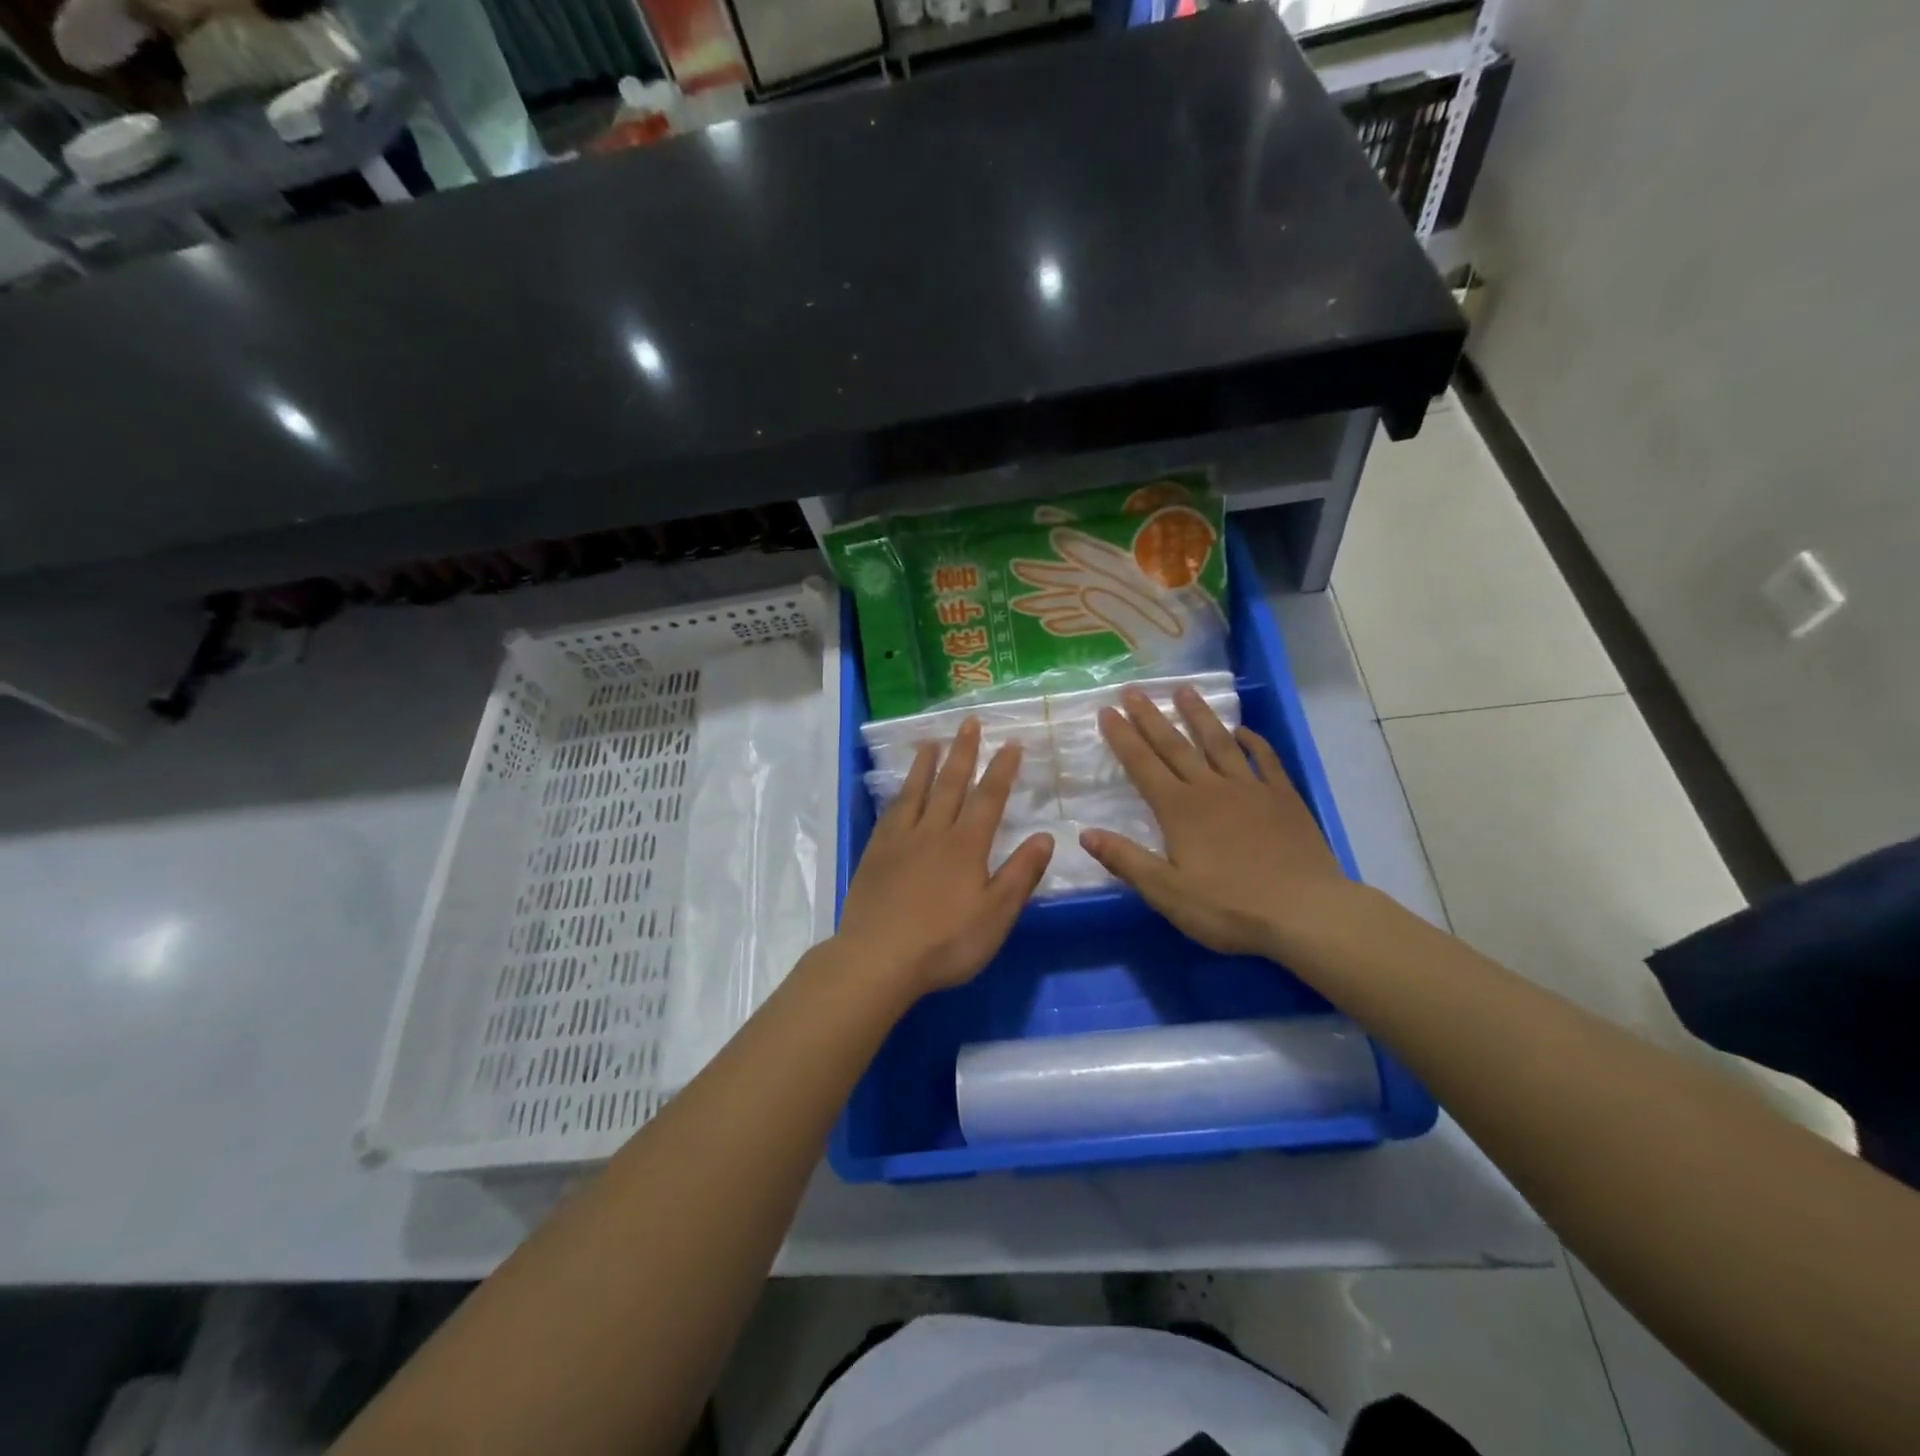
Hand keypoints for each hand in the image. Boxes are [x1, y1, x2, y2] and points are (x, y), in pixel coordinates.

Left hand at [836, 718, 1054, 996]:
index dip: (1001, 769)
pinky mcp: (875, 853)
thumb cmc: (945, 942)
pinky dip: (899, 795)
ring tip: (931, 741)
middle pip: (950, 784)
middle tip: (968, 723)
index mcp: (966, 846)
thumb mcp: (995, 915)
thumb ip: (1020, 874)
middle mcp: (933, 832)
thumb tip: (1044, 836)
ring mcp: (900, 840)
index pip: (988, 798)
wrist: (879, 958)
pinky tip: (899, 791)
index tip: (1011, 743)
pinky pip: (890, 813)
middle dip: (963, 752)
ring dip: (926, 764)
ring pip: (915, 792)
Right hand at [1080, 686, 1351, 956]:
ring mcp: (1250, 789)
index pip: (1143, 765)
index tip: (1107, 711)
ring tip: (1184, 690)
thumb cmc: (1230, 907)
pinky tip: (1243, 730)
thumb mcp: (1167, 892)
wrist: (1306, 912)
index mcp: (1179, 810)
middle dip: (1151, 717)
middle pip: (1175, 745)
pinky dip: (1253, 741)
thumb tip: (1085, 834)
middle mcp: (1210, 789)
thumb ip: (1126, 860)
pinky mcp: (1283, 798)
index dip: (1123, 737)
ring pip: (1218, 743)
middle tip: (1133, 690)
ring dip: (1199, 715)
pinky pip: (1265, 759)